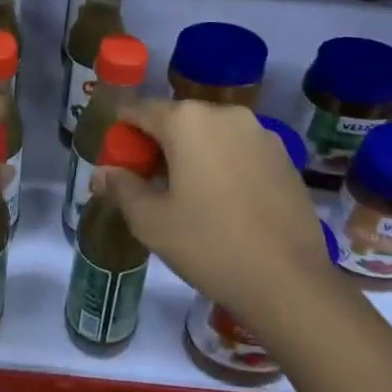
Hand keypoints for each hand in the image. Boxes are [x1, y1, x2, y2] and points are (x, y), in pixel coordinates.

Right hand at [92, 100, 331, 325]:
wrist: (290, 282)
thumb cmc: (209, 245)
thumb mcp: (151, 221)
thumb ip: (121, 188)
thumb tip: (101, 173)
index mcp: (186, 120)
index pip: (139, 110)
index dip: (122, 132)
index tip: (118, 161)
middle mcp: (224, 114)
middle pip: (177, 119)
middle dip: (158, 144)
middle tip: (149, 184)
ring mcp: (260, 133)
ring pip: (211, 134)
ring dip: (192, 153)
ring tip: (188, 195)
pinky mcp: (284, 156)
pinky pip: (239, 150)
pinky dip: (223, 164)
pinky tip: (224, 202)